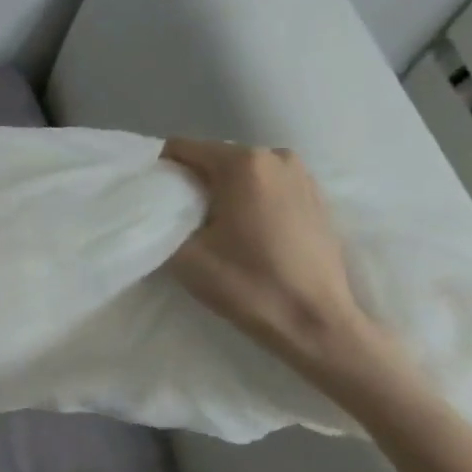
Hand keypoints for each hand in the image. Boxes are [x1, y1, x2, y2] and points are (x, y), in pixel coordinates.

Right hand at [162, 139, 384, 372]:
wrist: (316, 322)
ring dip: (223, 193)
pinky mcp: (317, 195)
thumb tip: (155, 208)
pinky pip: (267, 186)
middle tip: (181, 221)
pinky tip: (248, 233)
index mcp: (243, 163)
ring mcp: (302, 174)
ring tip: (215, 229)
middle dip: (193, 183)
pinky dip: (250, 200)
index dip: (161, 172)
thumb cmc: (248, 285)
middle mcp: (276, 156)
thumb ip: (162, 221)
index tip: (155, 203)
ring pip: (242, 173)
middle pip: (214, 158)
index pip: (183, 148)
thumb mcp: (186, 256)